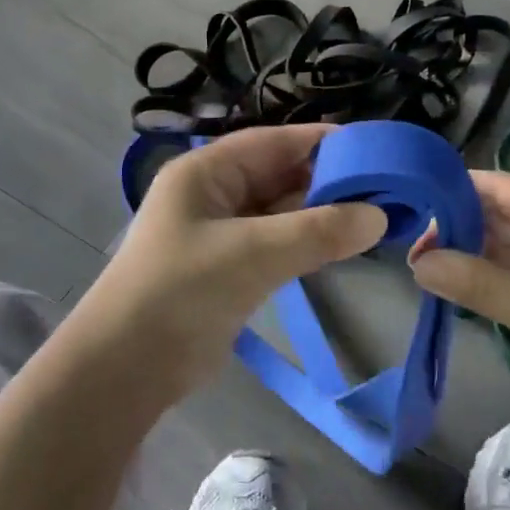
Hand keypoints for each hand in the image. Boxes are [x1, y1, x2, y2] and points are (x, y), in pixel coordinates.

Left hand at [79, 124, 386, 400]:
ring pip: (279, 212)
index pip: (271, 142)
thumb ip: (317, 232)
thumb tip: (379, 217)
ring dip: (319, 214)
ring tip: (372, 214)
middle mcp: (211, 195)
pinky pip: (275, 243)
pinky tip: (339, 246)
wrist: (126, 368)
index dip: (318, 141)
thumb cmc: (183, 291)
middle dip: (325, 180)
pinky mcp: (228, 270)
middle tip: (382, 186)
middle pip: (277, 175)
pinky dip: (305, 242)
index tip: (369, 147)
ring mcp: (219, 234)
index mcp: (204, 172)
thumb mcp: (253, 253)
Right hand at [409, 171, 509, 443]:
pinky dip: (480, 279)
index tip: (411, 203)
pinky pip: (508, 275)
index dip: (459, 190)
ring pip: (500, 246)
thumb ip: (478, 283)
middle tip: (407, 246)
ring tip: (418, 266)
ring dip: (465, 254)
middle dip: (456, 226)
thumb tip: (417, 262)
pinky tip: (447, 286)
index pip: (505, 187)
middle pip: (499, 214)